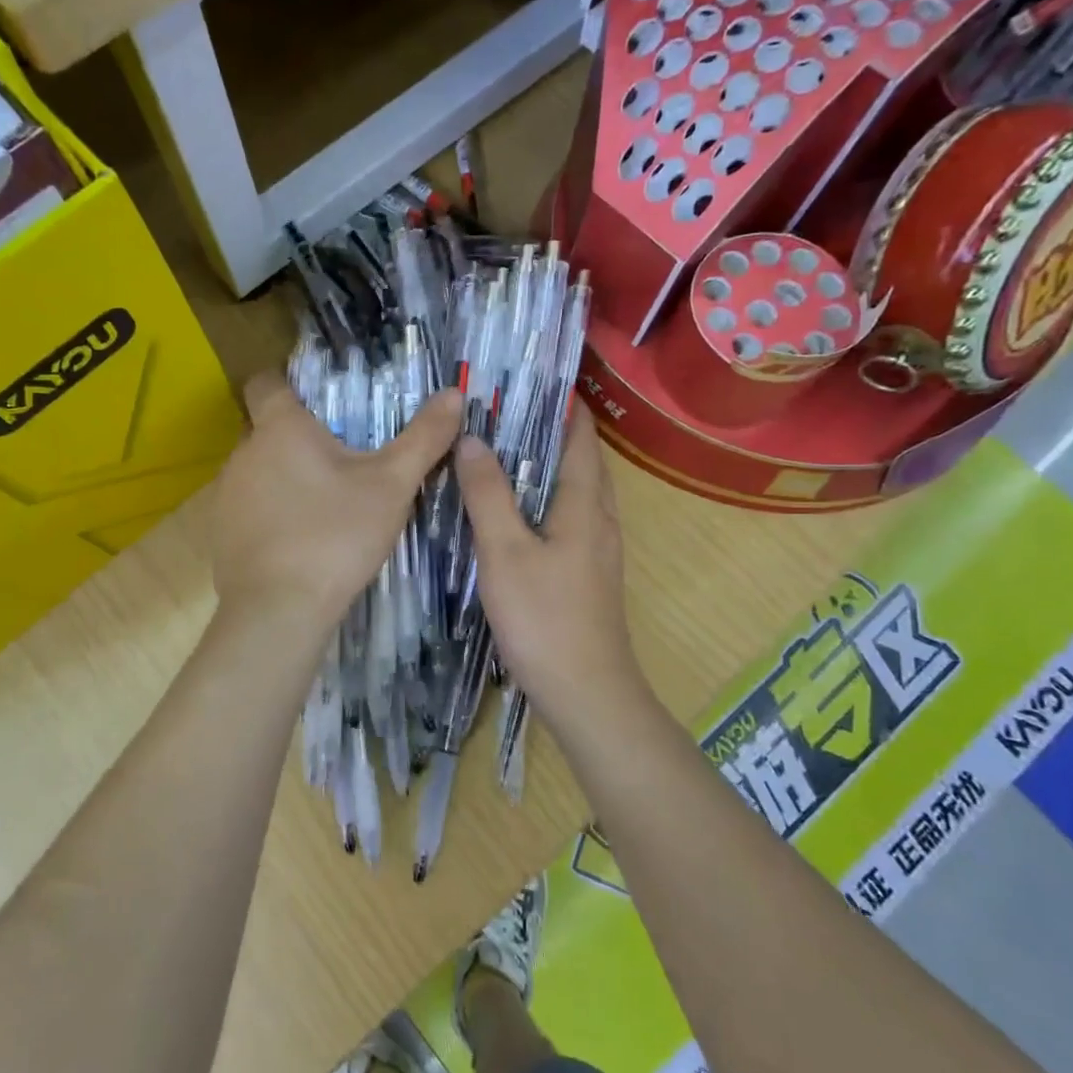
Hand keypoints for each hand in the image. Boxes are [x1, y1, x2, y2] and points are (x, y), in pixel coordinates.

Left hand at [210, 372, 461, 638]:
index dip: (286, 382)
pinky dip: (267, 514)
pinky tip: (295, 541)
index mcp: (280, 428)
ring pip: (256, 471)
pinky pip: (245, 508)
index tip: (315, 400)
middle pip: (265, 430)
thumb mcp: (392, 486)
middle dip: (296, 438)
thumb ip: (423, 438)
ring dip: (281, 478)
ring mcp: (224, 494)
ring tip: (320, 505)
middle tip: (338, 459)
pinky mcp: (218, 533)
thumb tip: (454, 394)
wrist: (280, 609)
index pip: (266, 382)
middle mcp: (243, 453)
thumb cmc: (336, 536)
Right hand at [453, 401, 650, 727]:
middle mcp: (600, 520)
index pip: (581, 436)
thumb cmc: (545, 618)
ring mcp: (597, 550)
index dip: (564, 403)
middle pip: (582, 461)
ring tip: (504, 452)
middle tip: (505, 411)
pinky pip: (569, 519)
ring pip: (576, 492)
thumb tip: (472, 439)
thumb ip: (488, 495)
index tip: (532, 378)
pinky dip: (546, 500)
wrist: (586, 693)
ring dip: (548, 466)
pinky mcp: (587, 575)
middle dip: (552, 430)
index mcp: (585, 504)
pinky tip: (515, 512)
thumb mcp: (505, 552)